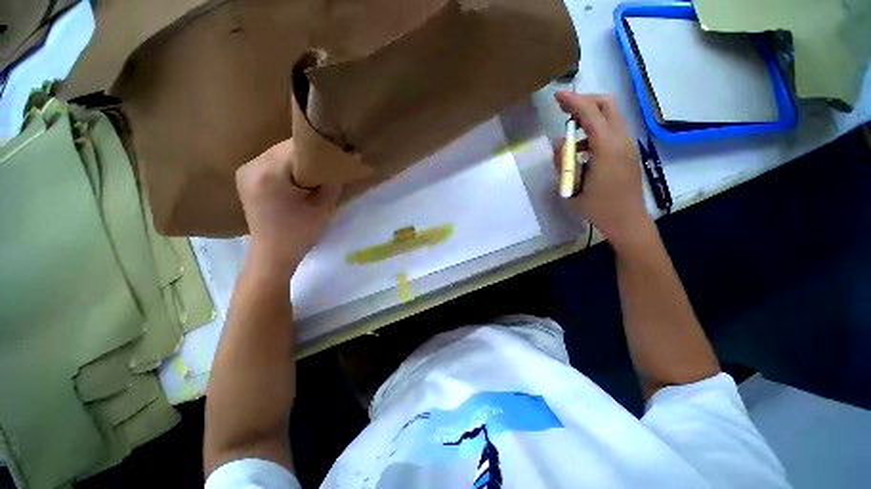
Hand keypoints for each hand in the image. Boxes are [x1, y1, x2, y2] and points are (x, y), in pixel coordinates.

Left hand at [236, 139, 341, 276]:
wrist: (272, 254)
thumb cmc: (299, 233)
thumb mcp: (323, 208)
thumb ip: (331, 183)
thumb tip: (340, 165)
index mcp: (269, 173)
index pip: (297, 147)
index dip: (318, 151)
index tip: (334, 157)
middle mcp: (252, 166)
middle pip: (285, 148)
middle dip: (308, 155)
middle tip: (326, 165)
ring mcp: (245, 171)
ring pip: (277, 153)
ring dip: (297, 160)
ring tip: (313, 173)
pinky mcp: (245, 178)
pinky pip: (270, 162)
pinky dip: (286, 166)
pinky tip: (297, 178)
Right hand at [553, 92, 651, 248]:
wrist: (626, 220)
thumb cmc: (597, 207)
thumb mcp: (571, 187)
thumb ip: (564, 163)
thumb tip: (561, 145)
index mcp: (607, 149)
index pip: (590, 114)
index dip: (573, 102)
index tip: (557, 96)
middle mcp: (622, 140)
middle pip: (607, 106)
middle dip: (585, 103)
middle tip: (565, 111)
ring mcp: (628, 145)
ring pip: (611, 116)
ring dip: (590, 117)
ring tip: (572, 135)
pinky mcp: (629, 151)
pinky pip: (612, 130)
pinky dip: (596, 130)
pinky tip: (584, 148)